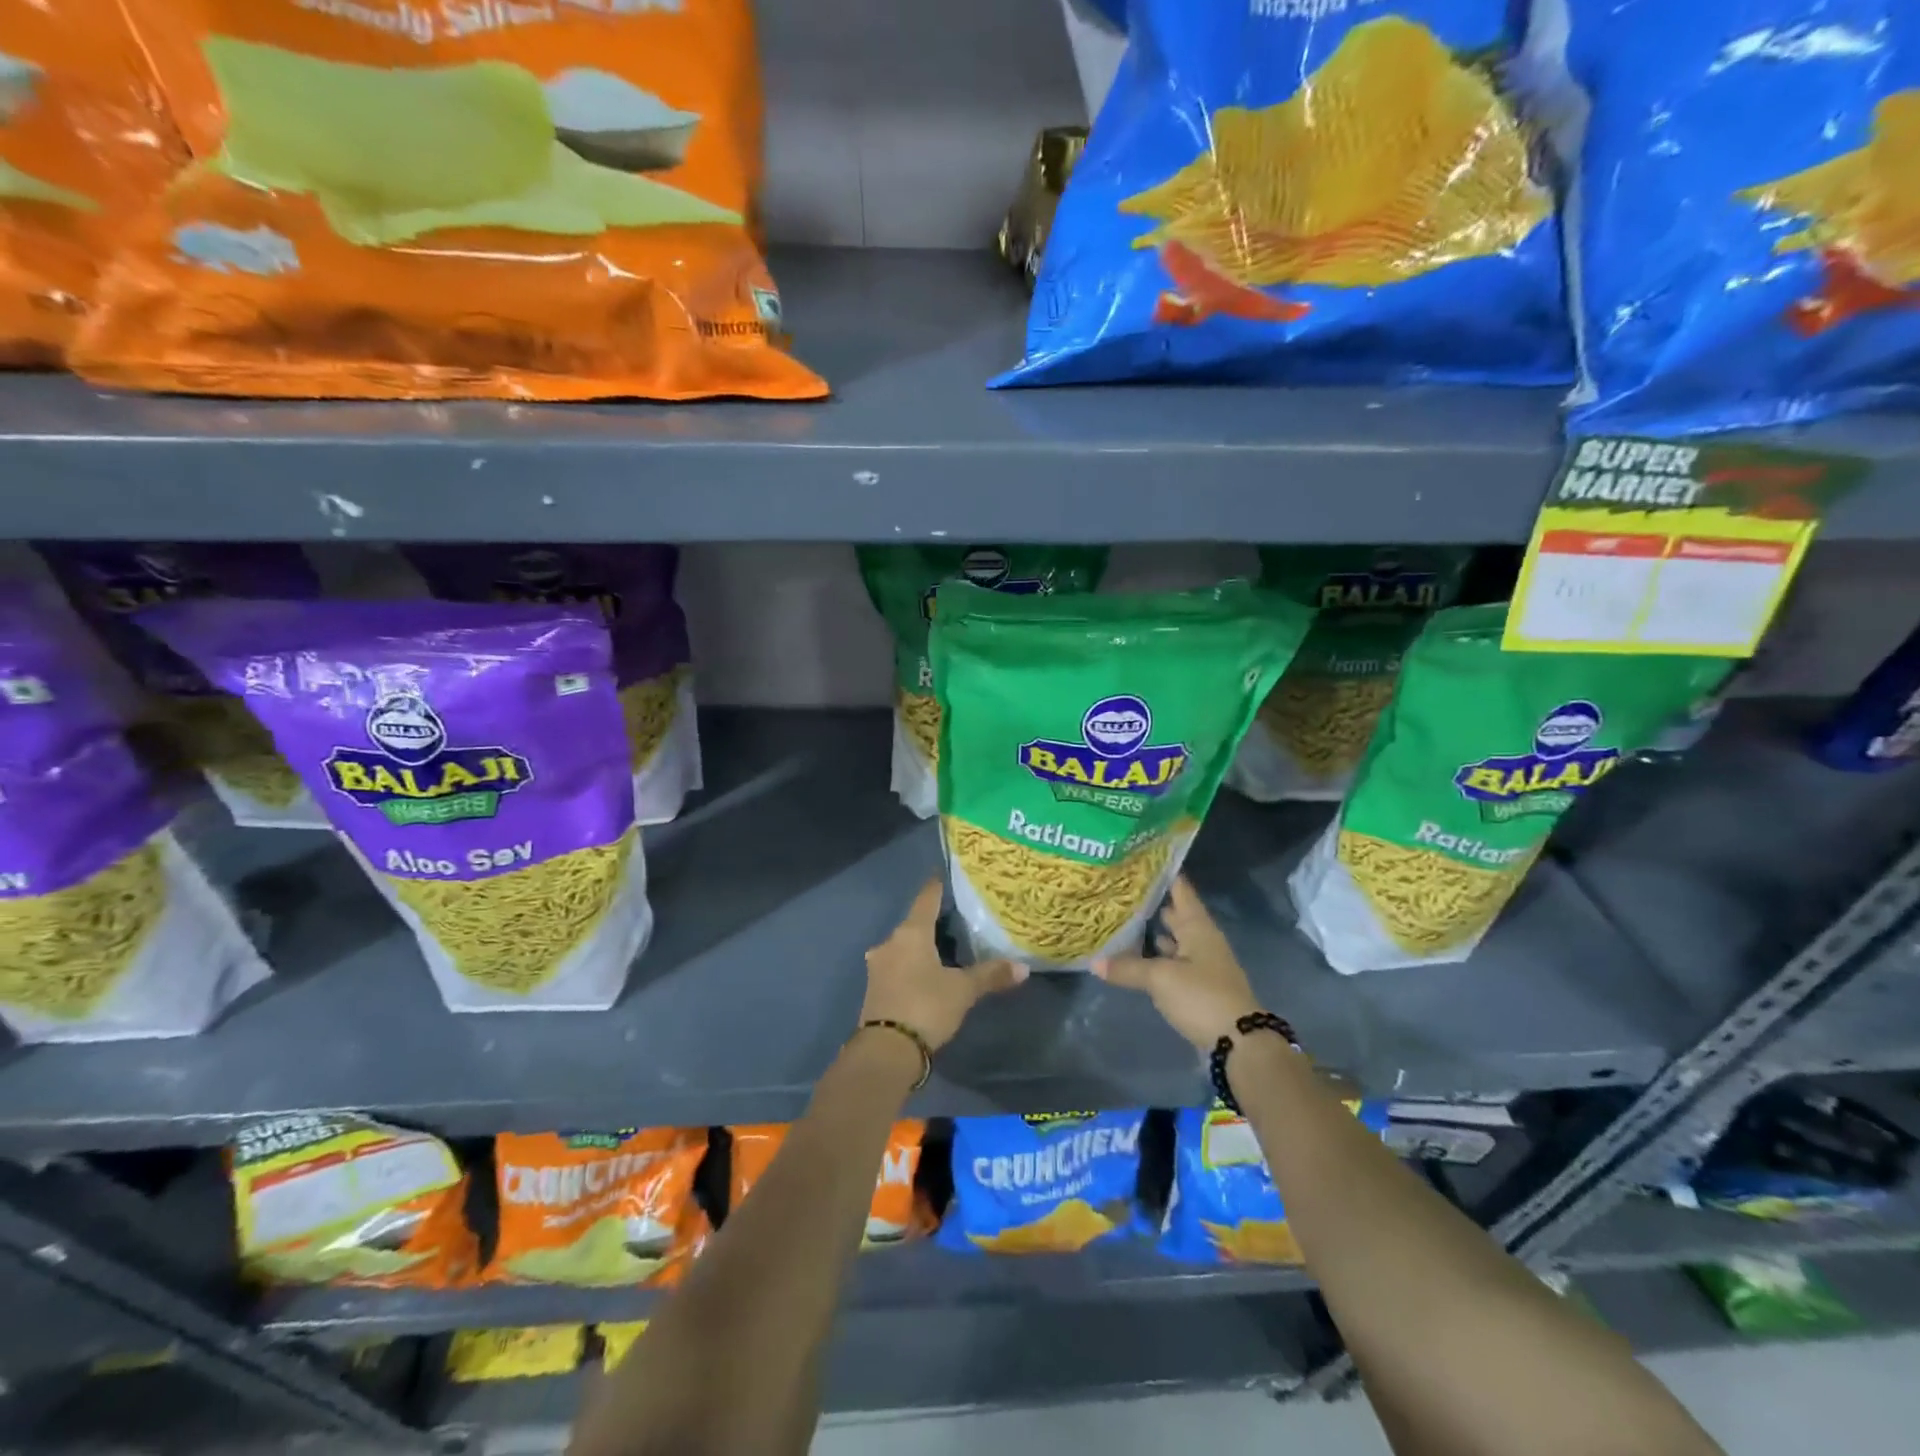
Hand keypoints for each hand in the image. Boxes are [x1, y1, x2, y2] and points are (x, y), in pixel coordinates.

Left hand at [859, 879, 1027, 1050]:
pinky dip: (912, 966)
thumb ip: (990, 975)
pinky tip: (926, 975)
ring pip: (904, 947)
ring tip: (944, 949)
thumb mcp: (963, 991)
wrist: (885, 1052)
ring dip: (921, 947)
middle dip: (933, 921)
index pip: (926, 898)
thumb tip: (1023, 968)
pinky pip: (897, 966)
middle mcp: (890, 943)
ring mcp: (878, 966)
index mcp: (910, 933)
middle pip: (914, 923)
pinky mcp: (875, 989)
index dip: (937, 887)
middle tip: (956, 919)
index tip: (945, 876)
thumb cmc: (926, 1007)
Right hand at [1092, 876, 1263, 1051]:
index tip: (1141, 858)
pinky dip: (1158, 957)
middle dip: (1153, 903)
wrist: (1239, 1043)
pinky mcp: (1199, 986)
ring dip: (1154, 931)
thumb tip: (1094, 962)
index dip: (1163, 873)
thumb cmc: (1201, 996)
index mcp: (1198, 927)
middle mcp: (1202, 939)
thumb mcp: (1160, 979)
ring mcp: (1203, 963)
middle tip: (1123, 890)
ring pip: (1175, 939)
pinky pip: (1174, 961)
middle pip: (1177, 914)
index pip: (1180, 890)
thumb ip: (1128, 968)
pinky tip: (1139, 958)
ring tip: (1125, 920)